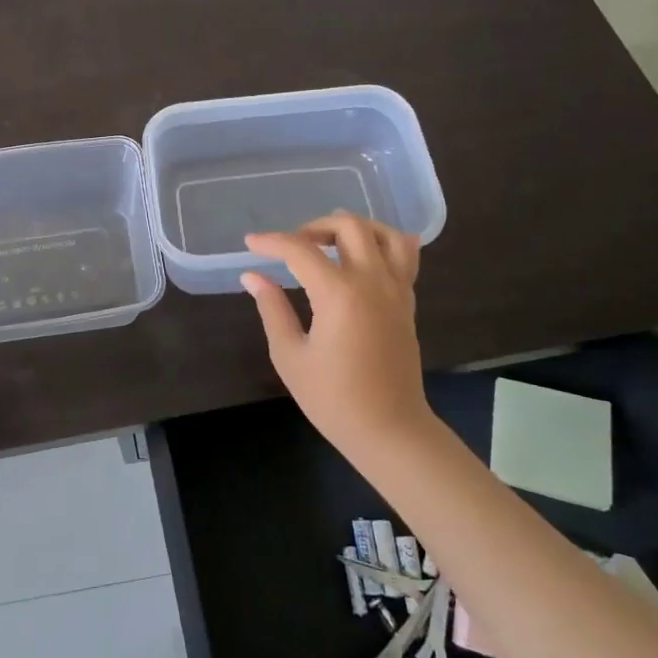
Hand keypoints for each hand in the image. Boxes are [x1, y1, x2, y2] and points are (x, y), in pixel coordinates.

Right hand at [241, 212, 432, 464]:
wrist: (390, 430)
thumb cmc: (333, 398)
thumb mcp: (290, 355)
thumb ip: (272, 309)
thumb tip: (253, 276)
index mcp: (339, 294)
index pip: (300, 250)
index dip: (271, 242)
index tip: (250, 244)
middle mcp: (372, 282)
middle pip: (348, 226)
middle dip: (315, 226)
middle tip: (293, 245)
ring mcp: (396, 290)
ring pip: (384, 233)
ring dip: (355, 227)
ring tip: (331, 242)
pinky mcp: (407, 302)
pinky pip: (405, 256)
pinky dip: (385, 243)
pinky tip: (365, 253)